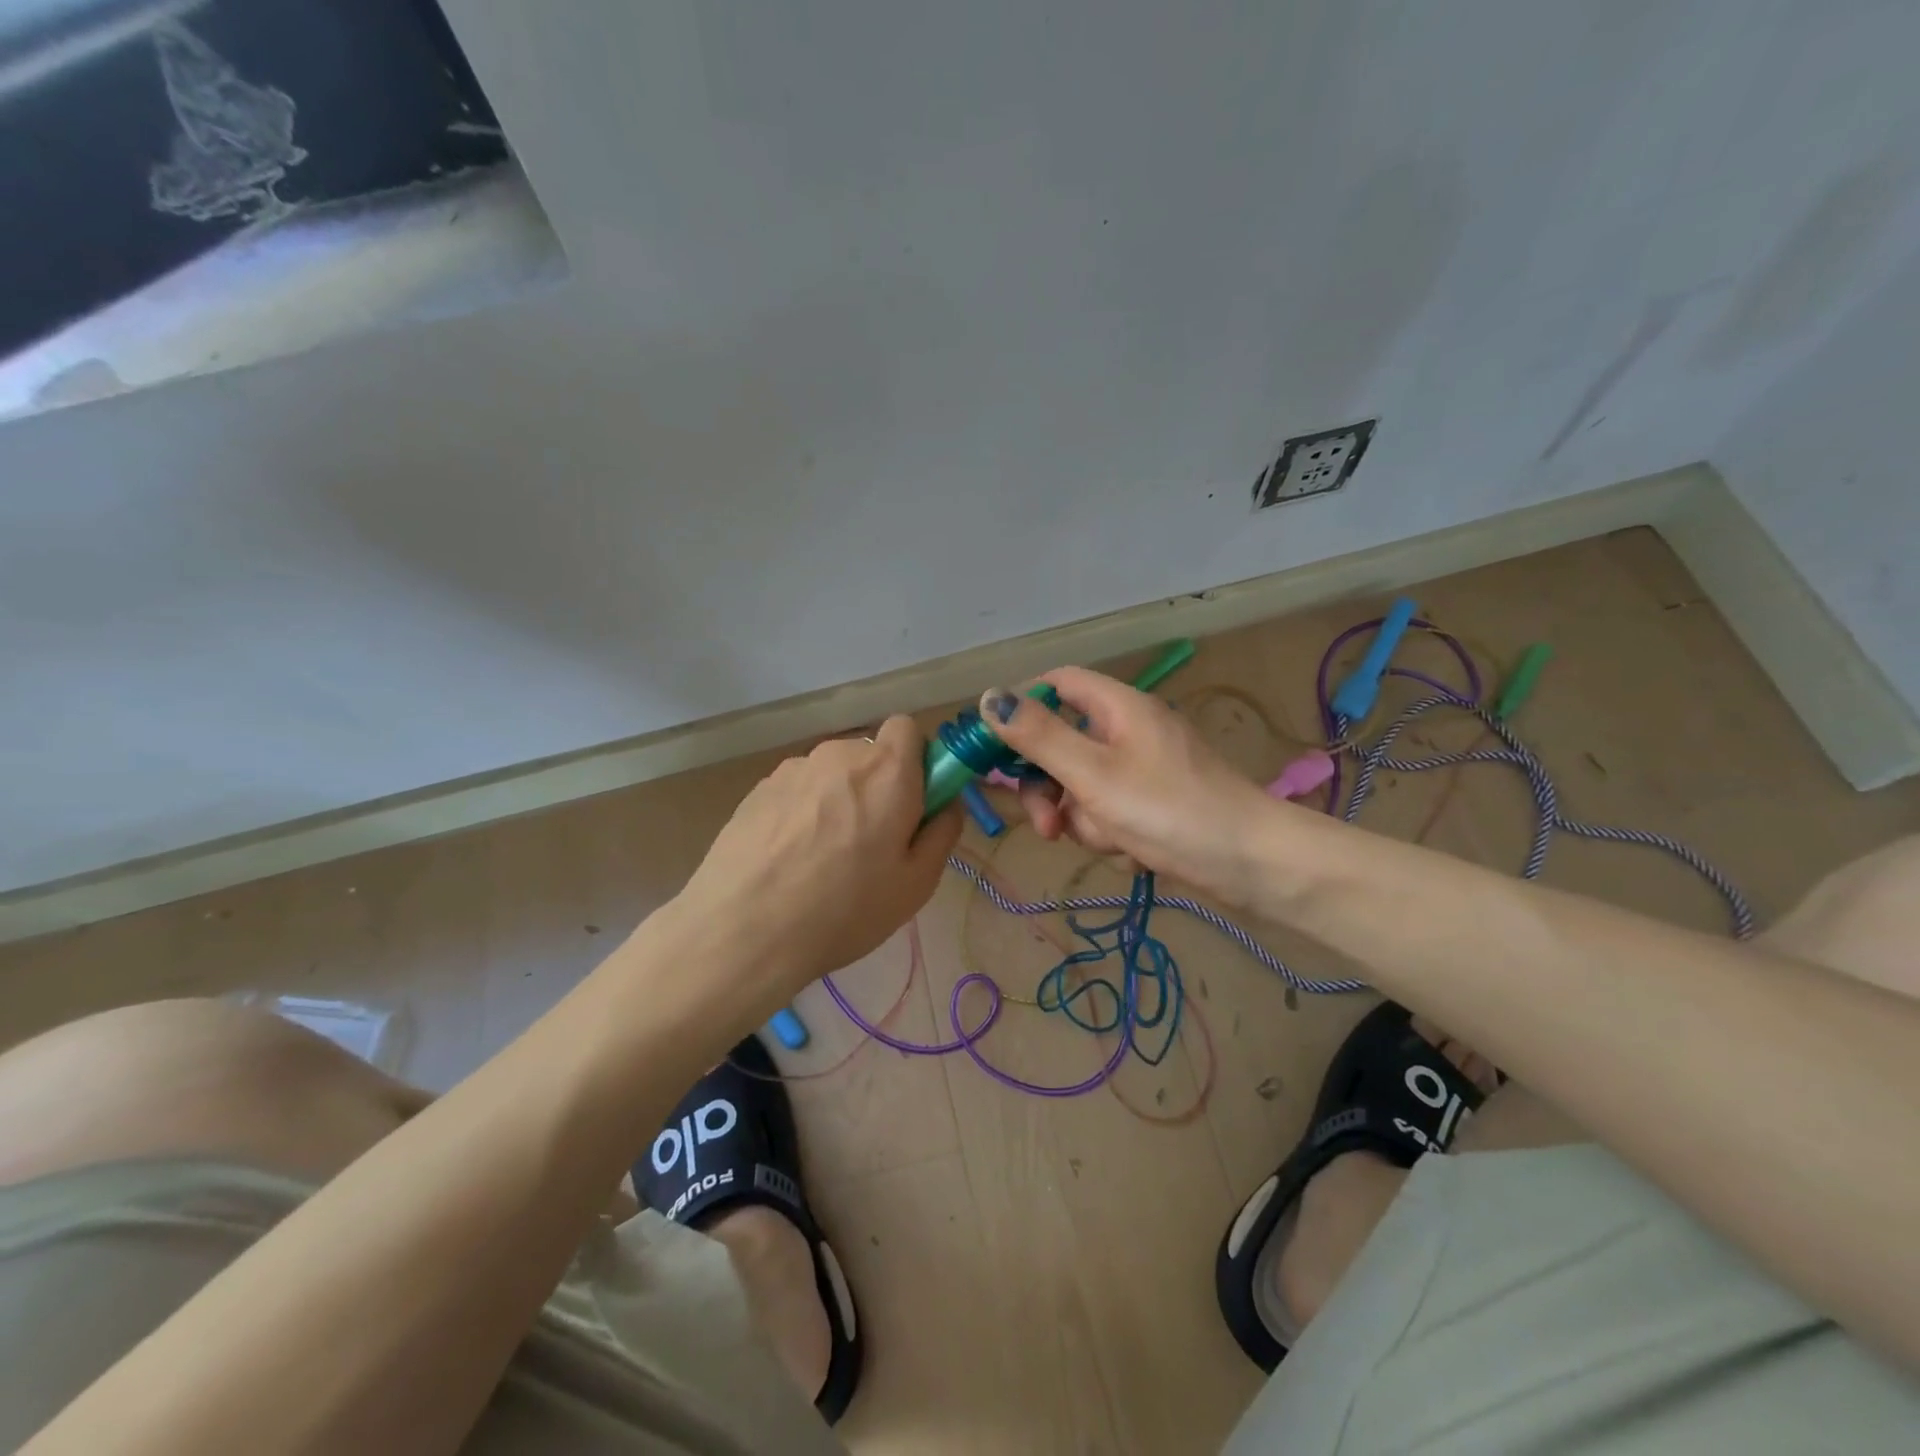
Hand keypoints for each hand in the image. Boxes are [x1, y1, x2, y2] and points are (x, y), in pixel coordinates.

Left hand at [672, 716, 960, 1001]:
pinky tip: (789, 858)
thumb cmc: (844, 909)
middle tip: (871, 843)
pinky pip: (798, 791)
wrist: (743, 931)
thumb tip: (947, 803)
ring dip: (839, 799)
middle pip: (870, 755)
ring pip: (832, 774)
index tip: (914, 804)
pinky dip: (803, 812)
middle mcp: (840, 755)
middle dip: (878, 786)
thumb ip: (943, 832)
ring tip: (822, 858)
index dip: (917, 761)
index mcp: (887, 770)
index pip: (909, 728)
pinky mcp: (757, 789)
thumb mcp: (916, 884)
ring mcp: (793, 769)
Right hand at [982, 667, 1274, 901]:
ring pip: (1082, 787)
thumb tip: (989, 697)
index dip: (1023, 706)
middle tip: (1047, 826)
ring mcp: (1144, 769)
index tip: (996, 746)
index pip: (1058, 684)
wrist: (1251, 864)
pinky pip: (1110, 812)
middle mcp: (1129, 731)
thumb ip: (1038, 736)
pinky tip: (1134, 852)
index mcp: (1118, 707)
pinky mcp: (1155, 804)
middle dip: (1050, 788)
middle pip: (1063, 744)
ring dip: (1084, 820)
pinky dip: (1112, 833)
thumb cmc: (1168, 809)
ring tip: (1112, 842)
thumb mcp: (1092, 773)